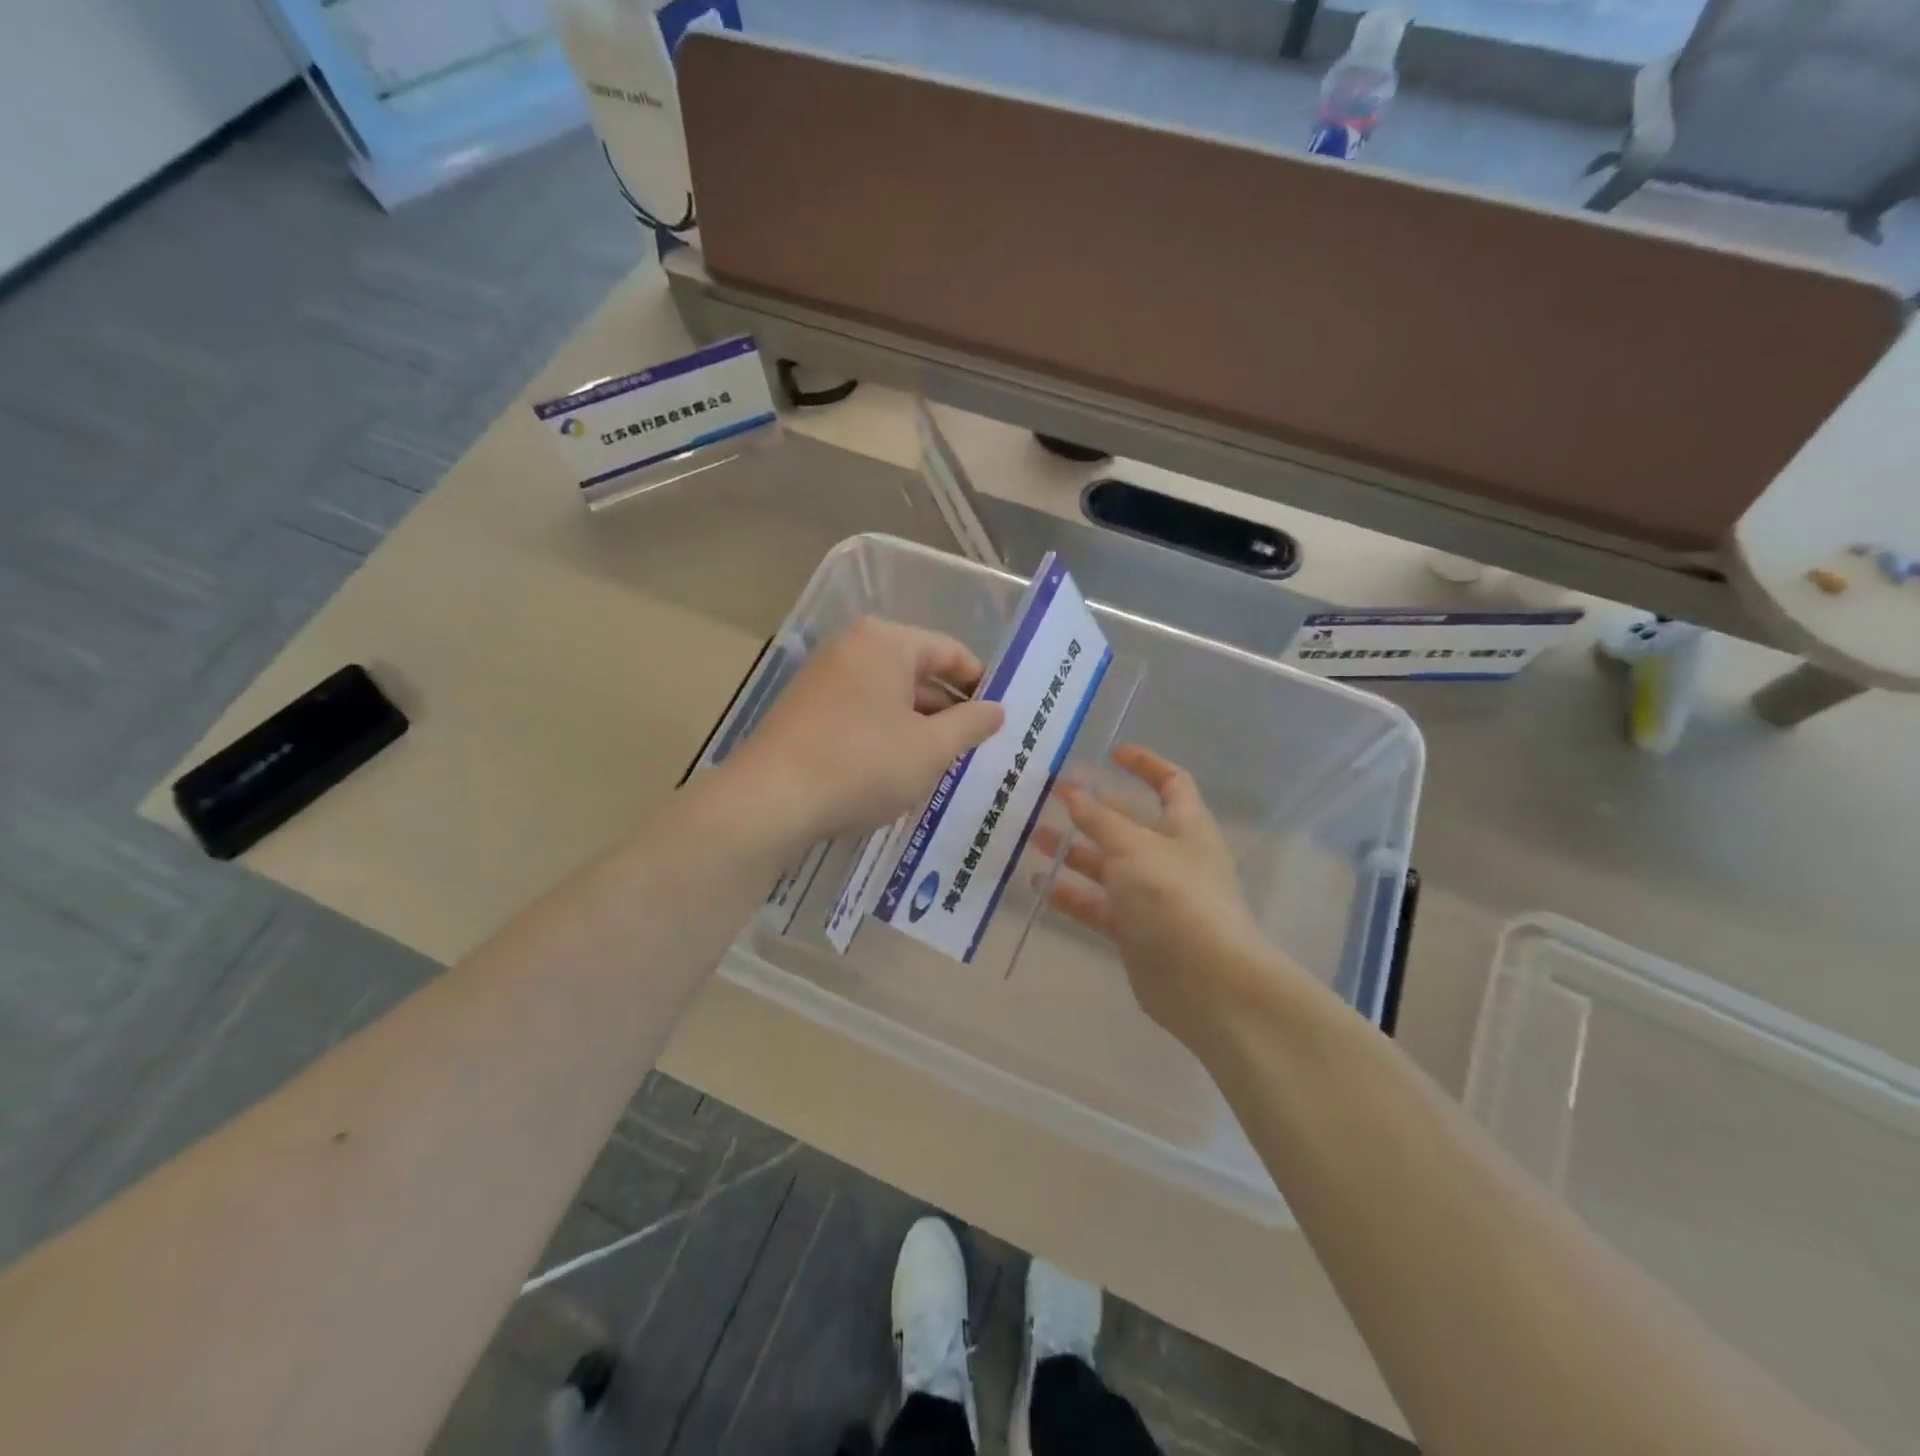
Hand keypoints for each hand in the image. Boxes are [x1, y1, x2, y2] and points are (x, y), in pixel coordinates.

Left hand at [727, 618, 1005, 846]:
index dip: (980, 683)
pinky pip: (861, 712)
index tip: (999, 716)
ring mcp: (823, 678)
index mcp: (886, 642)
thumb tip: (997, 709)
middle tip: (976, 746)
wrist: (771, 800)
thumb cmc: (863, 764)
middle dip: (949, 709)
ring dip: (919, 726)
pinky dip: (886, 734)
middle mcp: (852, 648)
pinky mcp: (805, 710)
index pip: (950, 651)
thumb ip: (970, 724)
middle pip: (917, 671)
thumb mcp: (931, 748)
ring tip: (943, 763)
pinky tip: (898, 770)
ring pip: (888, 696)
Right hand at [1040, 745, 1308, 1049]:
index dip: (1145, 765)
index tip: (1111, 754)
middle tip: (1051, 797)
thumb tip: (1072, 791)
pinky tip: (1039, 884)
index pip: (1171, 783)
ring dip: (1074, 851)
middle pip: (1130, 824)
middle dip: (1093, 810)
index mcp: (1186, 827)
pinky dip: (1072, 893)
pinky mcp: (1135, 931)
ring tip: (1032, 837)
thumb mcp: (1132, 847)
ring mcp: (1153, 896)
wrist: (1205, 982)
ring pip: (1108, 865)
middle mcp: (1171, 858)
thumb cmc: (1174, 897)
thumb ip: (1099, 819)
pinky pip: (1099, 904)